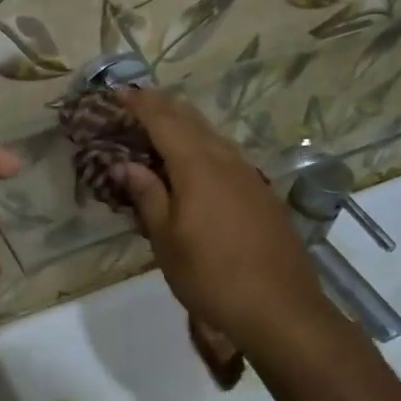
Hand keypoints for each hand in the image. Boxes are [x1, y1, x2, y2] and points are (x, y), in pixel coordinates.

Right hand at [116, 89, 327, 354]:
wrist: (279, 309)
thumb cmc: (210, 276)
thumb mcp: (167, 239)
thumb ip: (147, 196)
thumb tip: (125, 165)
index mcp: (197, 166)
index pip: (164, 121)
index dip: (141, 104)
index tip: (120, 92)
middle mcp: (226, 161)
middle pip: (192, 121)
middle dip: (164, 107)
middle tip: (139, 101)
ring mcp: (250, 176)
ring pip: (214, 137)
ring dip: (187, 125)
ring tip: (165, 125)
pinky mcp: (263, 195)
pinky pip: (228, 157)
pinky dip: (205, 148)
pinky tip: (200, 163)